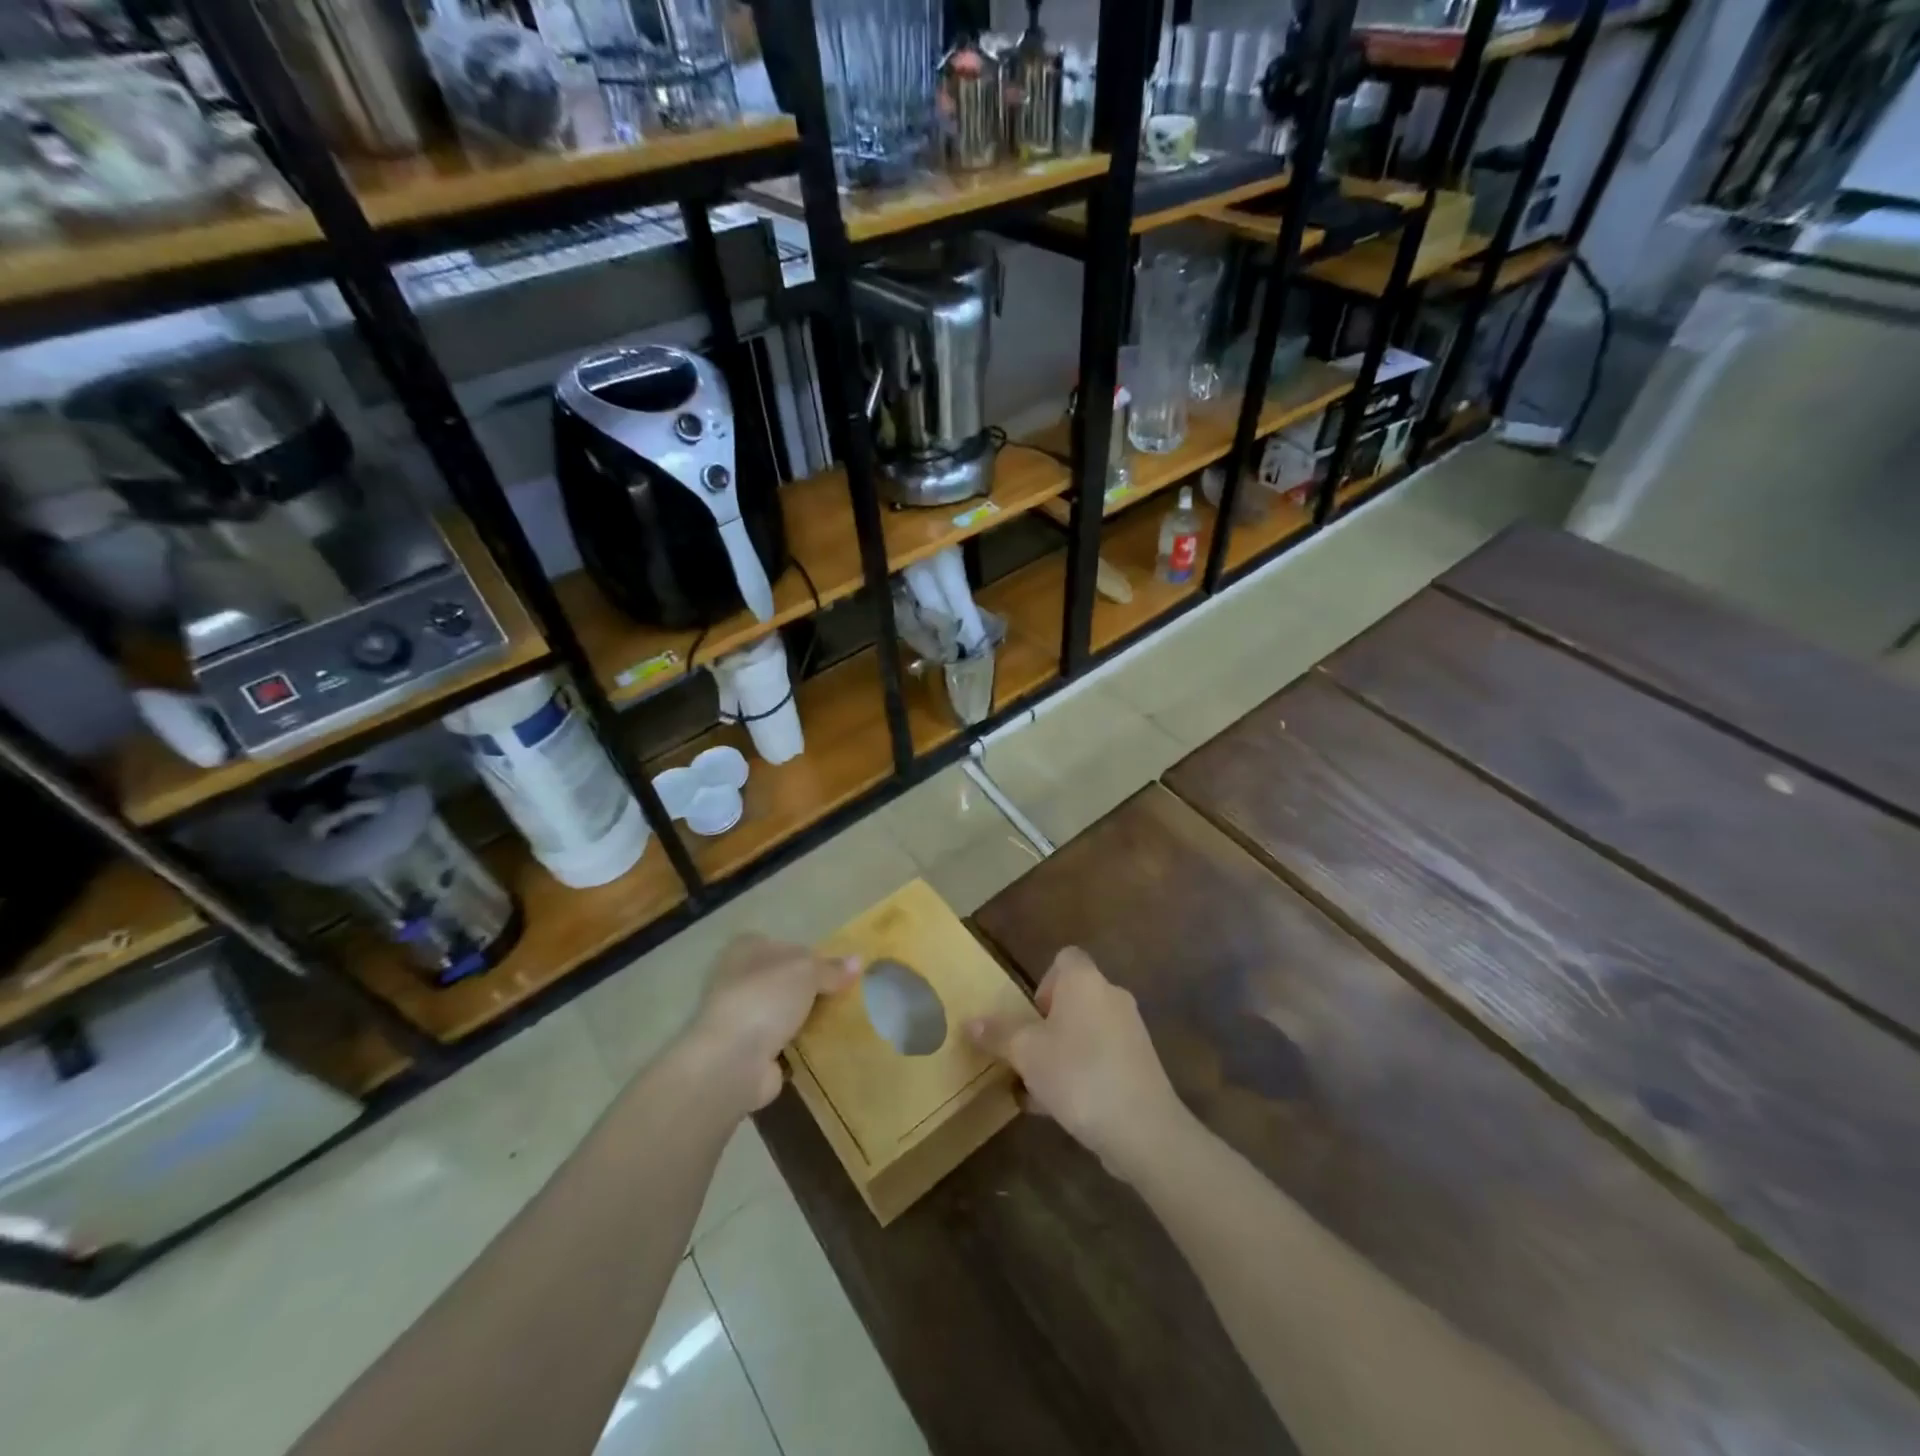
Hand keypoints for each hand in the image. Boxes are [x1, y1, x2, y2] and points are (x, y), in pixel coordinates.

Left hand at [683, 935, 859, 1115]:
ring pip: (782, 1011)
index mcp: (746, 949)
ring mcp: (740, 1017)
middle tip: (844, 995)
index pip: (785, 945)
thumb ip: (831, 968)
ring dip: (804, 1018)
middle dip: (810, 989)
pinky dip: (799, 1045)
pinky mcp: (746, 1051)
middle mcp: (737, 979)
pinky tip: (824, 1045)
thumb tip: (858, 961)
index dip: (810, 955)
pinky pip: (782, 1041)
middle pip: (784, 979)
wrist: (731, 1061)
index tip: (836, 970)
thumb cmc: (766, 998)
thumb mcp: (807, 971)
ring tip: (841, 1020)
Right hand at [966, 947, 1189, 1181]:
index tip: (1029, 1015)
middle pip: (1072, 999)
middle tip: (1026, 1054)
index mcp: (1085, 981)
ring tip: (1034, 1088)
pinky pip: (1099, 1059)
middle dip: (1045, 1026)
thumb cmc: (1077, 1073)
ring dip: (1058, 1053)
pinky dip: (1079, 1074)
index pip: (1065, 959)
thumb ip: (998, 1034)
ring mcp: (1129, 1032)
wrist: (1142, 1128)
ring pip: (1084, 1033)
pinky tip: (1057, 1108)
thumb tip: (970, 1022)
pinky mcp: (1138, 1066)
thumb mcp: (1025, 1053)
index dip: (1043, 982)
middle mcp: (1111, 997)